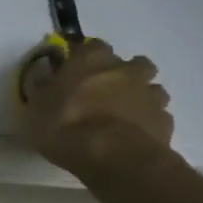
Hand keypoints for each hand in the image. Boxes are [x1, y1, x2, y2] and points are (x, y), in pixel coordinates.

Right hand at [26, 39, 173, 180]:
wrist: (112, 156)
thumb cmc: (66, 124)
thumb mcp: (36, 106)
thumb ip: (43, 88)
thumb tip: (44, 76)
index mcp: (92, 59)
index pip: (92, 45)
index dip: (84, 57)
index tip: (75, 71)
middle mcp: (125, 70)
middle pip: (132, 63)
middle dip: (122, 74)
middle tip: (105, 93)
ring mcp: (150, 94)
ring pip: (151, 88)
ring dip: (140, 97)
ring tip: (123, 116)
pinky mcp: (165, 121)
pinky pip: (158, 116)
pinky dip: (148, 122)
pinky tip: (134, 135)